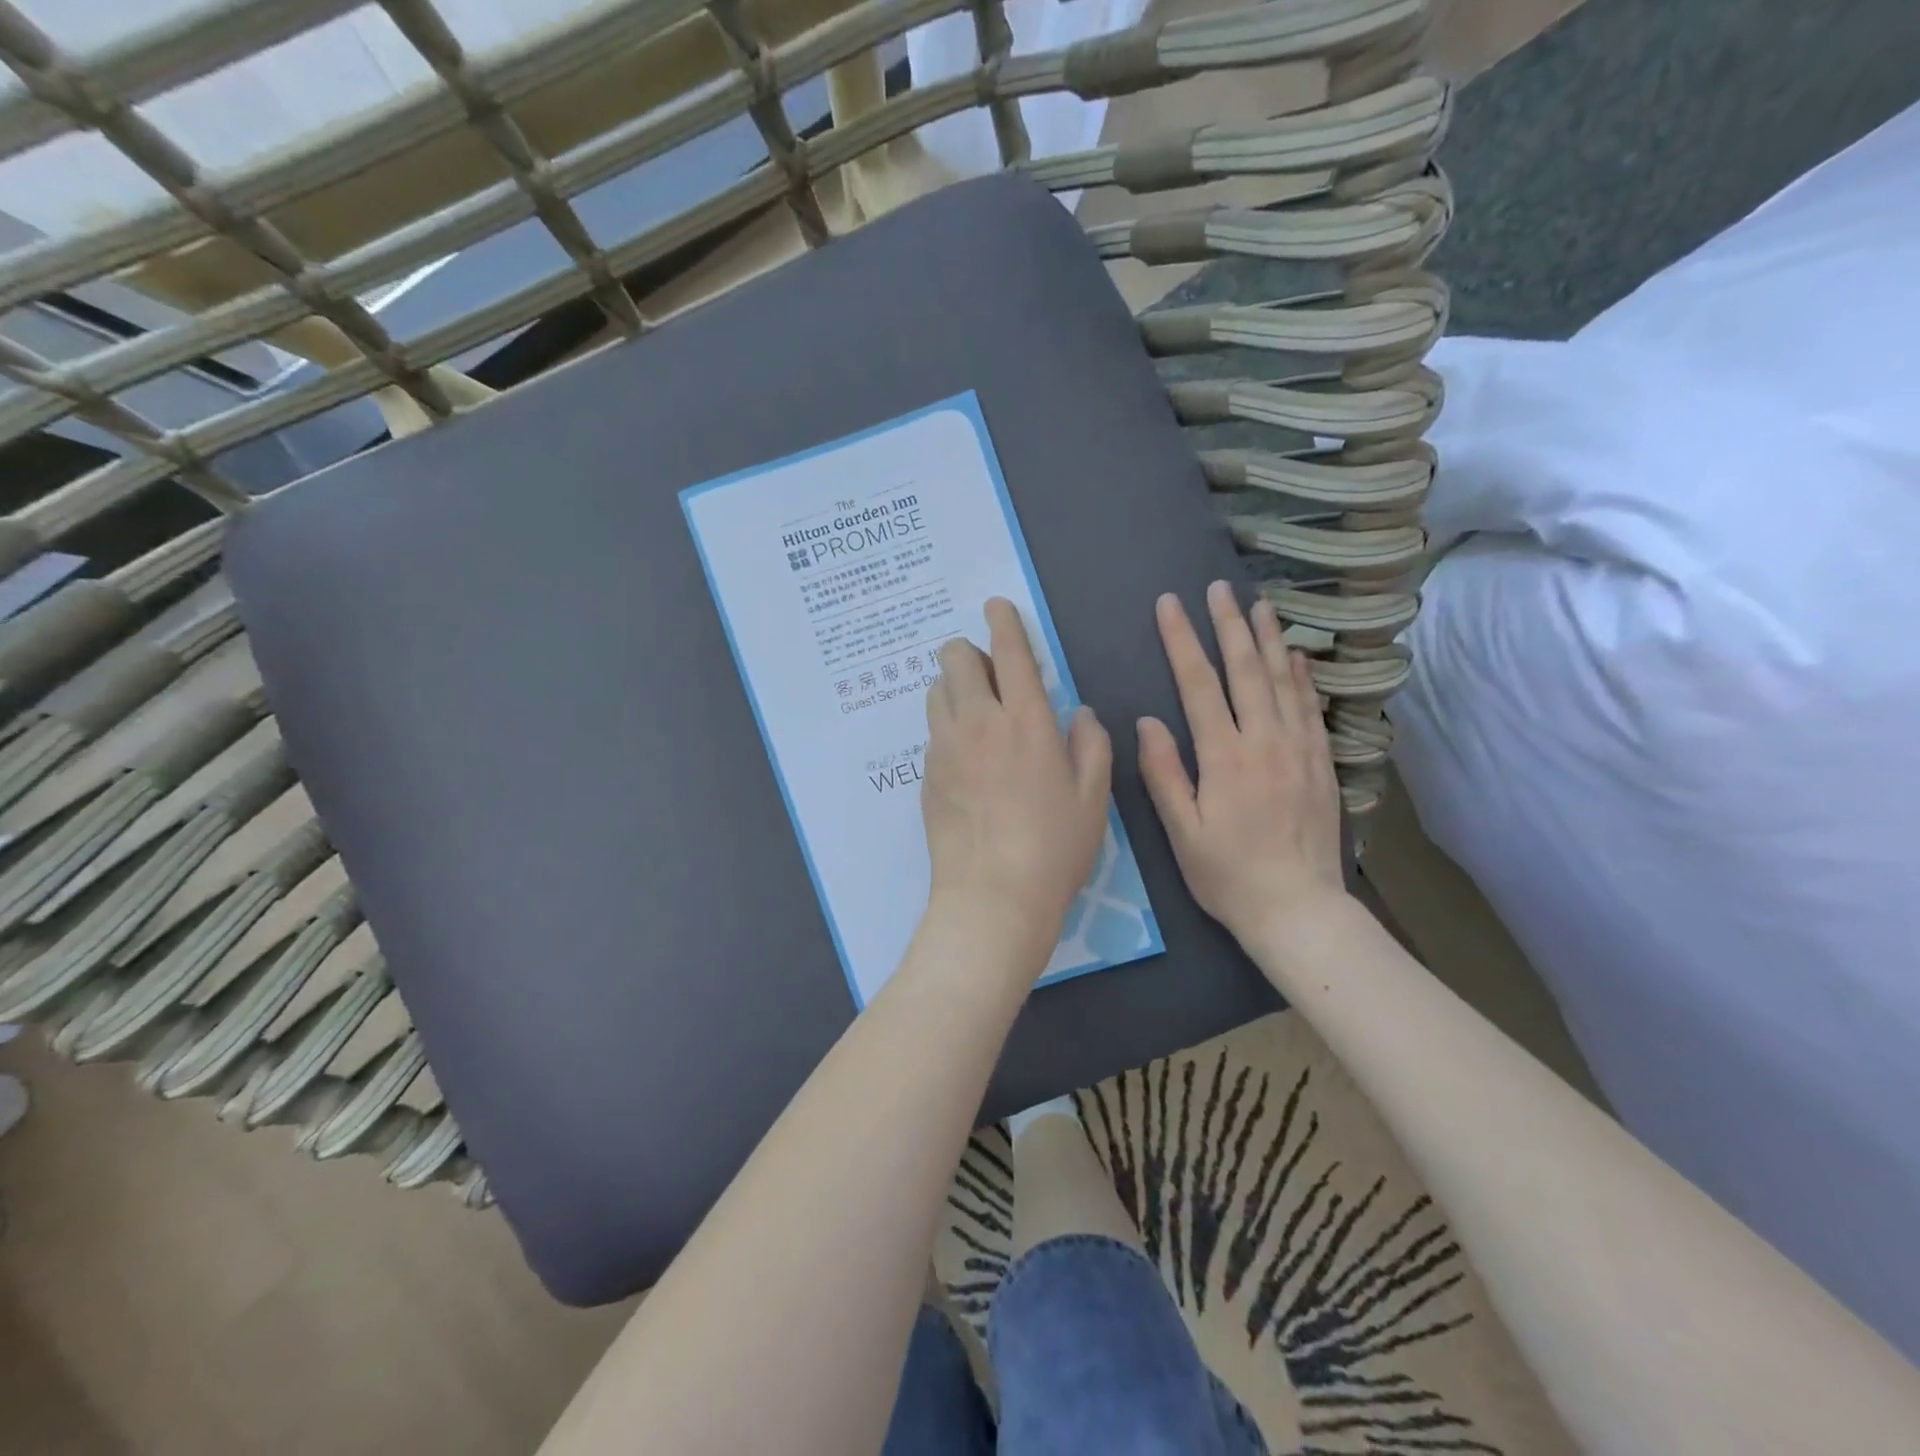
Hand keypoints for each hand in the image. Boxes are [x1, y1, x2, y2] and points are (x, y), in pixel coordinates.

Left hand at [920, 598, 1112, 973]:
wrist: (992, 898)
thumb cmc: (1054, 849)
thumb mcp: (1092, 797)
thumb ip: (1090, 744)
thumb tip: (1077, 713)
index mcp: (1026, 722)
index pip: (1010, 652)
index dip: (1003, 621)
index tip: (996, 606)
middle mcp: (978, 723)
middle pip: (956, 658)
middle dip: (970, 651)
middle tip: (991, 675)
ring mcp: (944, 748)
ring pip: (937, 690)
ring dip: (955, 687)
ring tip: (977, 713)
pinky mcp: (925, 775)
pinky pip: (932, 731)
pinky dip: (947, 726)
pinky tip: (966, 759)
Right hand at [1137, 582, 1346, 944]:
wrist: (1299, 909)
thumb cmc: (1228, 875)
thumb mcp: (1182, 832)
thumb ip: (1164, 774)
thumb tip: (1147, 723)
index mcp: (1224, 757)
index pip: (1198, 685)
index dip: (1182, 641)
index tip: (1170, 605)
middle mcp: (1265, 742)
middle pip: (1245, 670)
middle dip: (1229, 625)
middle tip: (1218, 588)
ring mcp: (1299, 749)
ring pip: (1283, 681)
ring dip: (1269, 639)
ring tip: (1260, 604)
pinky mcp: (1320, 763)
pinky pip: (1311, 708)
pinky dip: (1302, 676)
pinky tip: (1296, 656)